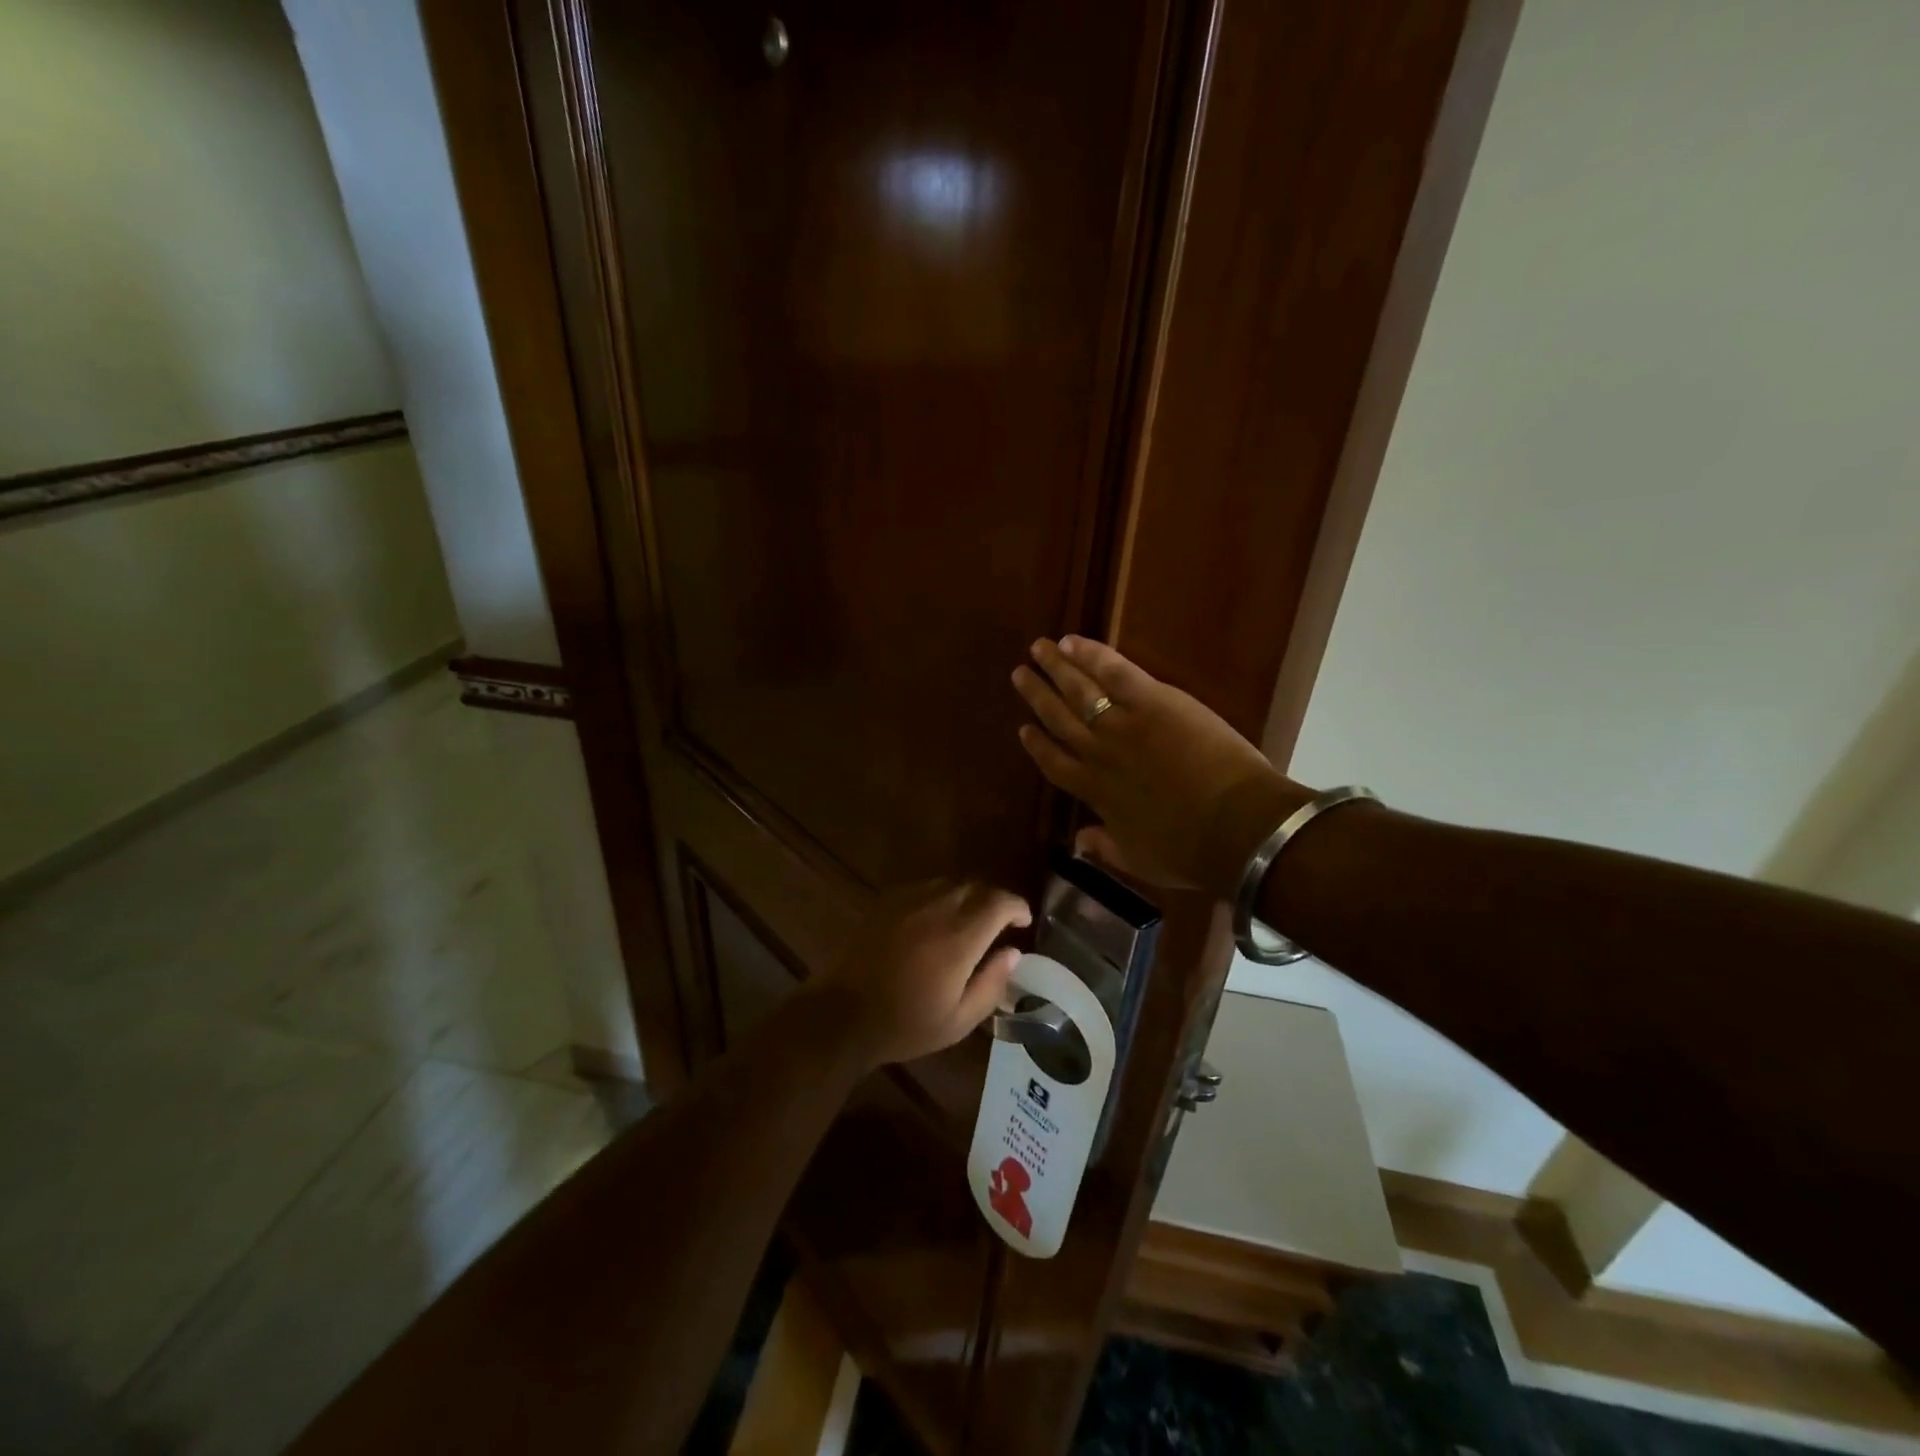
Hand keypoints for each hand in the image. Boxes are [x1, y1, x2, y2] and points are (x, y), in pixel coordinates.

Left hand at [810, 881, 1031, 1068]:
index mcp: (959, 937)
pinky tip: (935, 920)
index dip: (1017, 906)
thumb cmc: (906, 1024)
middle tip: (1000, 923)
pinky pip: (923, 888)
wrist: (843, 1014)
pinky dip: (940, 897)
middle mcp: (937, 908)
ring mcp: (908, 901)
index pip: (999, 902)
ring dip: (967, 897)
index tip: (1023, 921)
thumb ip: (991, 983)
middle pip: (976, 886)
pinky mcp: (886, 902)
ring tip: (969, 921)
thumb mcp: (959, 1020)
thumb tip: (1013, 953)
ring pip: (950, 883)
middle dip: (994, 900)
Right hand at [1011, 637, 1309, 897]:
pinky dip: (1090, 654)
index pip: (1054, 763)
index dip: (1037, 745)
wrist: (1234, 828)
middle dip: (1037, 695)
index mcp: (1094, 792)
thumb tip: (1078, 841)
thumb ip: (1106, 847)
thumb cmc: (1190, 852)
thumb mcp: (1140, 861)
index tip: (1024, 728)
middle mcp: (1097, 753)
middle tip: (1020, 674)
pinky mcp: (1152, 701)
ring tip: (1037, 648)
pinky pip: (1113, 672)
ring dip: (1055, 667)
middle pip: (1058, 718)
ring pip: (1078, 690)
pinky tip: (1071, 641)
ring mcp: (1122, 724)